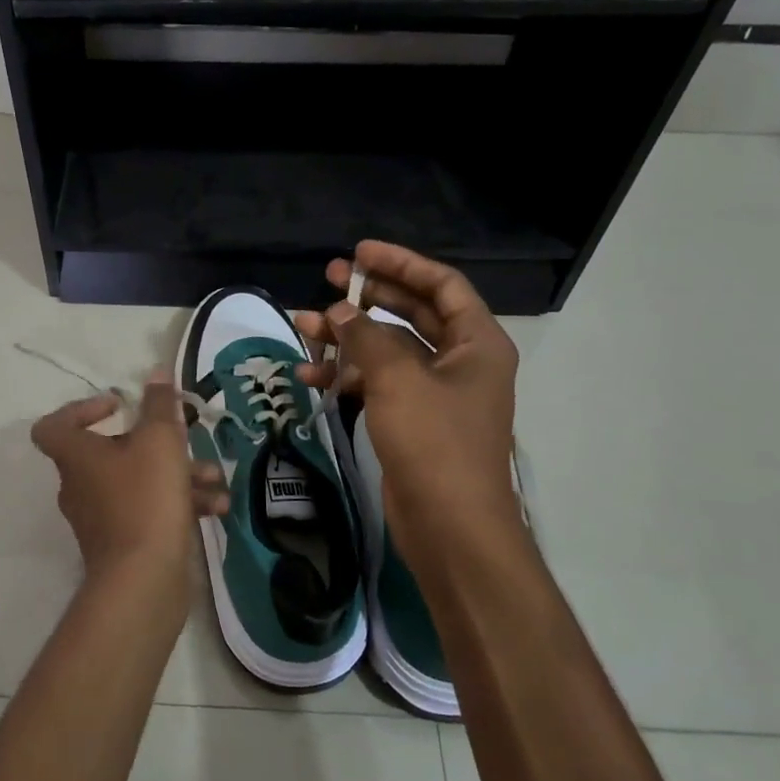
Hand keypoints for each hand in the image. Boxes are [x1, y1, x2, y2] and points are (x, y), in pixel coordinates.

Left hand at [31, 370, 227, 584]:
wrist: (144, 581)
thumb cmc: (146, 498)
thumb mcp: (160, 441)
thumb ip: (160, 404)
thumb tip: (157, 372)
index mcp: (77, 457)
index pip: (54, 425)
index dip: (82, 408)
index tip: (119, 405)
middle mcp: (82, 485)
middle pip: (112, 451)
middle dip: (158, 443)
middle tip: (186, 438)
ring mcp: (102, 517)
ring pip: (140, 481)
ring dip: (179, 474)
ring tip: (215, 477)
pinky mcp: (124, 543)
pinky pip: (150, 510)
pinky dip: (179, 503)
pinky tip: (216, 506)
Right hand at [295, 242, 523, 579]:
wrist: (449, 527)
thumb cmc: (434, 442)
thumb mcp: (398, 379)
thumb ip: (367, 337)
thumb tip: (340, 311)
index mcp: (476, 342)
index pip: (441, 284)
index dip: (400, 263)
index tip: (358, 254)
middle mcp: (460, 361)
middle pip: (412, 313)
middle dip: (368, 296)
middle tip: (327, 279)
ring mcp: (435, 392)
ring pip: (388, 350)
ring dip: (347, 338)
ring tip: (303, 325)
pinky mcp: (412, 420)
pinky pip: (378, 383)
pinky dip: (347, 376)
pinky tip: (310, 375)